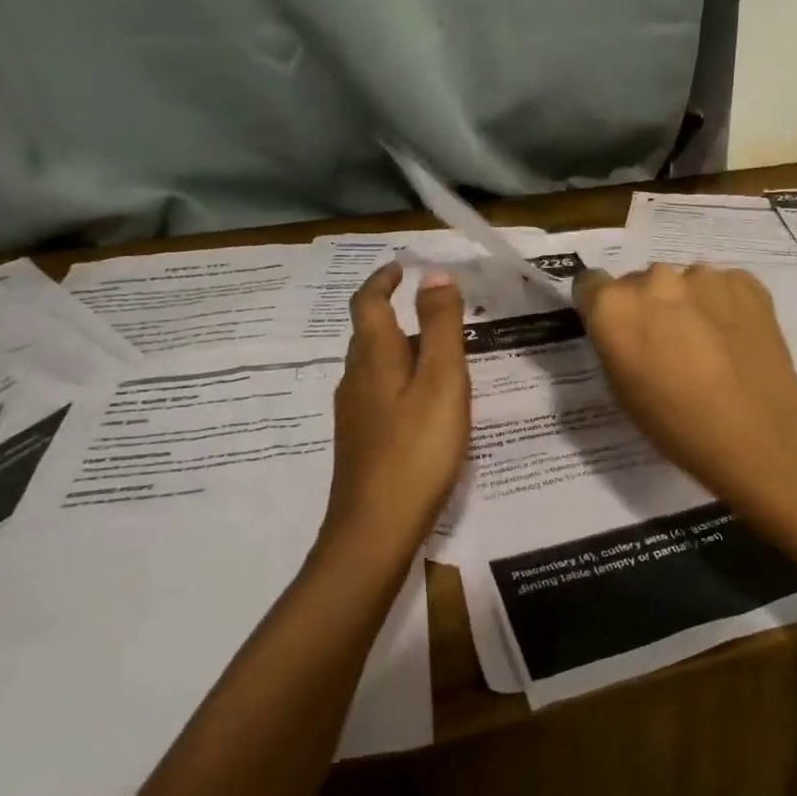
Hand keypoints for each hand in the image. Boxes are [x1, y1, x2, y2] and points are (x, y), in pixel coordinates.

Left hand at [321, 263, 470, 553]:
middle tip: (435, 309)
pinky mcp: (361, 442)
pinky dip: (401, 381)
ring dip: (400, 348)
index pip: (369, 302)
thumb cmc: (416, 449)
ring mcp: (354, 414)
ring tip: (439, 354)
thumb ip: (441, 326)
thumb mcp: (442, 380)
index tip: (403, 266)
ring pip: (375, 366)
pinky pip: (380, 394)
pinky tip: (425, 404)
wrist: (375, 529)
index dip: (383, 279)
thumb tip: (434, 274)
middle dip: (394, 312)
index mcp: (374, 357)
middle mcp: (355, 379)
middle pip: (369, 333)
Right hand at [574, 263, 796, 515]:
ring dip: (688, 304)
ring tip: (709, 344)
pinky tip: (736, 340)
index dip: (601, 307)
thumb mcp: (622, 390)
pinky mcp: (745, 281)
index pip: (590, 284)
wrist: (759, 434)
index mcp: (614, 306)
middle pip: (640, 282)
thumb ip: (615, 344)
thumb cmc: (677, 424)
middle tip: (667, 344)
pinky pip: (723, 287)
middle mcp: (654, 279)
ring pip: (684, 283)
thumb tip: (626, 328)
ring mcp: (703, 276)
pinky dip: (724, 306)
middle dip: (648, 306)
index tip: (616, 329)